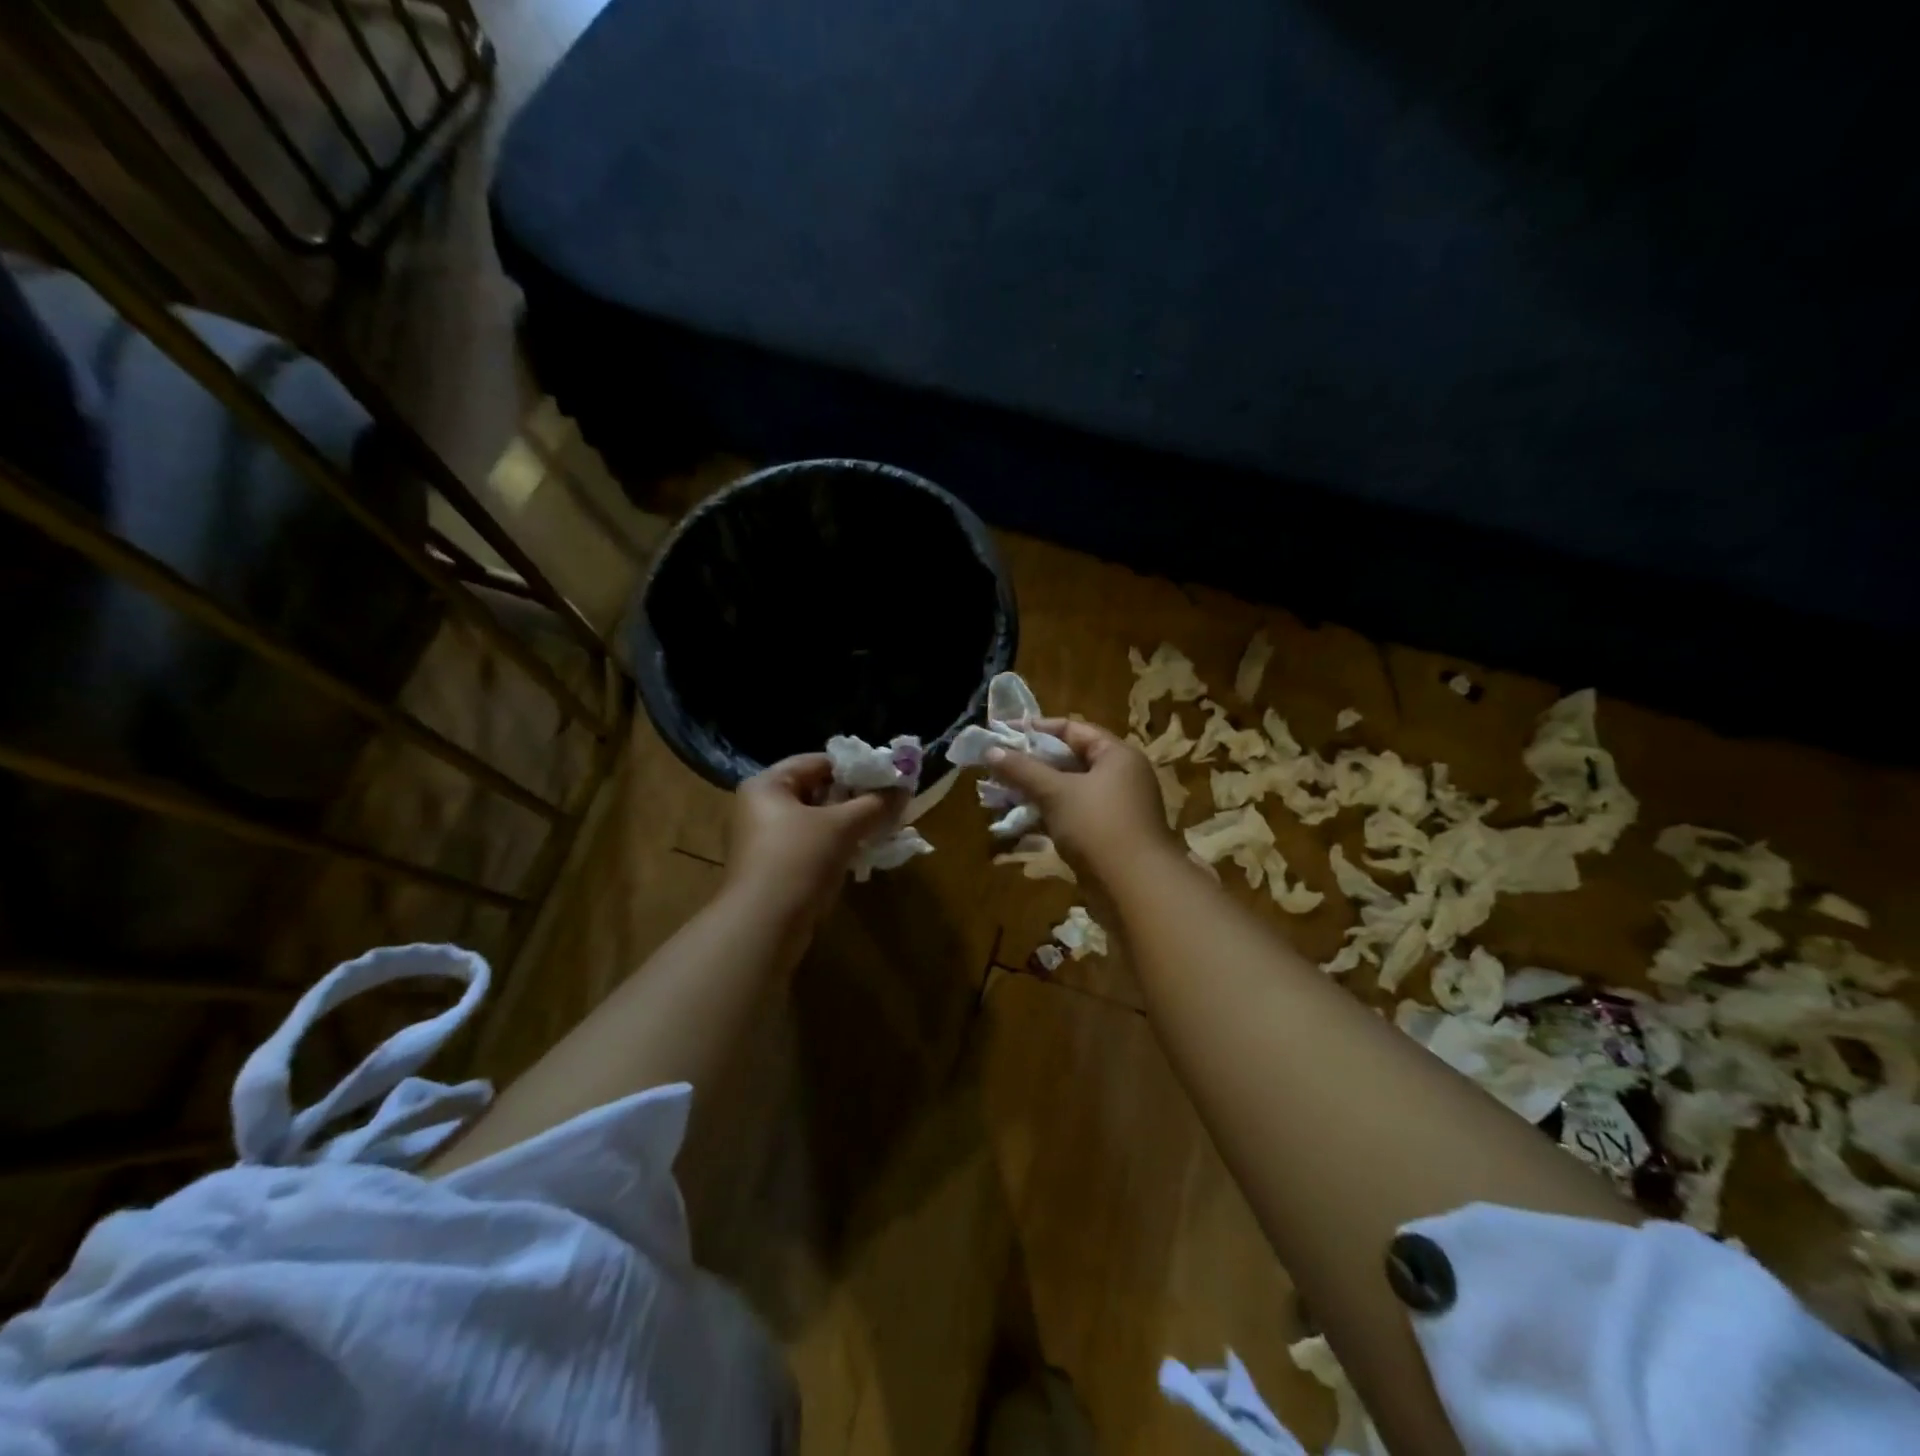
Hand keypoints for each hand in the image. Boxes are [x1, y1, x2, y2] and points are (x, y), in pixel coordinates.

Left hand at [725, 755, 900, 928]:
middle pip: (816, 791)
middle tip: (888, 805)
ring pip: (814, 822)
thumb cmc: (798, 860)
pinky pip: (809, 847)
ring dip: (847, 825)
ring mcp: (762, 841)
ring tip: (880, 829)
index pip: (818, 762)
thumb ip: (875, 804)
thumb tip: (904, 788)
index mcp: (767, 785)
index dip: (855, 768)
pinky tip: (859, 855)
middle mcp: (759, 807)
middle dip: (854, 799)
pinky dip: (833, 847)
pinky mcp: (771, 870)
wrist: (763, 926)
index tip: (887, 778)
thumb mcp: (842, 826)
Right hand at [986, 718, 1174, 883]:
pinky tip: (1018, 822)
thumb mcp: (1056, 792)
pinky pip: (1071, 816)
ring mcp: (1114, 808)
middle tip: (995, 767)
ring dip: (1034, 792)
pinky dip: (1046, 815)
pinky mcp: (1106, 836)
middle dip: (1031, 764)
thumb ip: (1023, 770)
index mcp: (1116, 755)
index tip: (1003, 734)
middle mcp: (1120, 776)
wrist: (1135, 888)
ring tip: (998, 795)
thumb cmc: (1098, 826)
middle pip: (1069, 760)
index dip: (1037, 729)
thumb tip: (990, 751)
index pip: (1073, 729)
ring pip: (1067, 791)